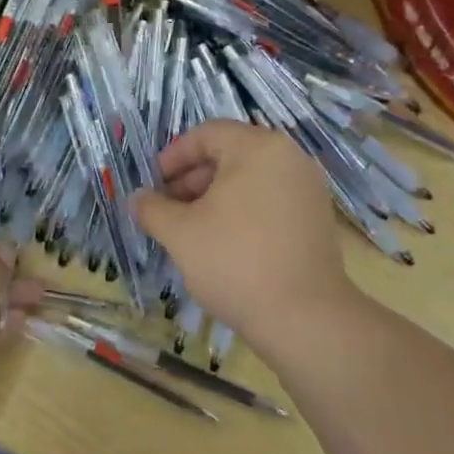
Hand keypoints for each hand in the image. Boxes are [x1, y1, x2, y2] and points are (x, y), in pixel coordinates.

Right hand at [132, 121, 354, 365]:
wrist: (304, 318)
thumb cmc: (235, 261)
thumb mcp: (180, 233)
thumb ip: (152, 208)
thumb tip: (137, 198)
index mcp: (258, 147)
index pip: (206, 135)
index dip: (173, 157)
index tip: (152, 185)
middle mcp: (289, 157)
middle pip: (229, 154)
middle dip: (192, 179)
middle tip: (167, 210)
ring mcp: (307, 188)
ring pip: (250, 179)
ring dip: (215, 197)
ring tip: (191, 230)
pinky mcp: (317, 217)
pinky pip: (270, 200)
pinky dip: (243, 211)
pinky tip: (224, 243)